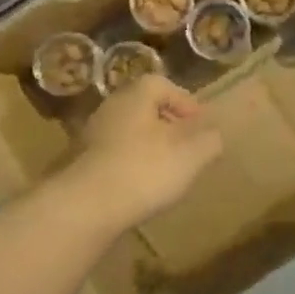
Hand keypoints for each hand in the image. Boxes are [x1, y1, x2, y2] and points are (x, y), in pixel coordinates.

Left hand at [70, 75, 222, 229]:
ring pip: (129, 133)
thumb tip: (215, 136)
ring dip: (148, 147)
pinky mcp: (79, 164)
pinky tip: (140, 188)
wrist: (84, 208)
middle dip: (167, 125)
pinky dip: (130, 165)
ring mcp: (91, 135)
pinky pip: (114, 156)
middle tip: (185, 147)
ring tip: (166, 171)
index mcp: (137, 95)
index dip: (185, 103)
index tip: (200, 126)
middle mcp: (111, 107)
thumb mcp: (191, 156)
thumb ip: (209, 141)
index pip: (164, 85)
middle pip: (145, 108)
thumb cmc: (144, 170)